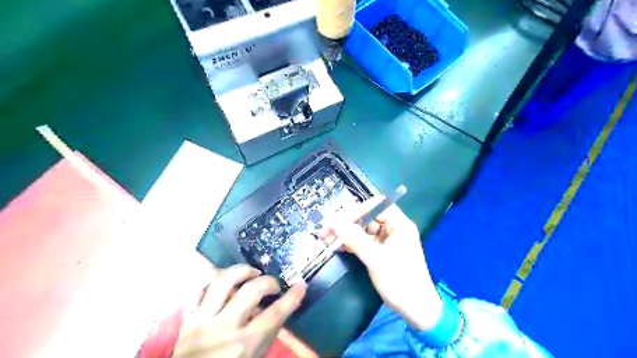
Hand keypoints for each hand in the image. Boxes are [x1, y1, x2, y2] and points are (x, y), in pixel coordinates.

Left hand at [172, 264, 305, 355]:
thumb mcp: (256, 356)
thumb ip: (268, 331)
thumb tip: (282, 304)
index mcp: (244, 345)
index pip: (274, 314)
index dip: (291, 297)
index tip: (301, 285)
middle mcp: (223, 329)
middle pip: (251, 290)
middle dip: (268, 281)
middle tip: (273, 285)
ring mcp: (202, 321)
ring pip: (223, 281)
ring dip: (242, 271)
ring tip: (251, 274)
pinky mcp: (187, 317)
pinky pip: (199, 288)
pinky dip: (214, 280)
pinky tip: (226, 281)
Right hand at [321, 197, 441, 330]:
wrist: (416, 310)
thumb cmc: (400, 281)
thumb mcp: (375, 258)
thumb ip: (353, 238)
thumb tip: (332, 221)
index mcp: (399, 224)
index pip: (377, 206)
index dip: (358, 209)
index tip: (339, 219)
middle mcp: (394, 228)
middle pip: (368, 217)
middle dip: (348, 222)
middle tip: (327, 229)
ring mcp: (388, 241)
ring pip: (364, 230)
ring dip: (347, 233)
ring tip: (327, 237)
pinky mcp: (382, 252)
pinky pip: (365, 241)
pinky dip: (352, 243)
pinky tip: (337, 246)